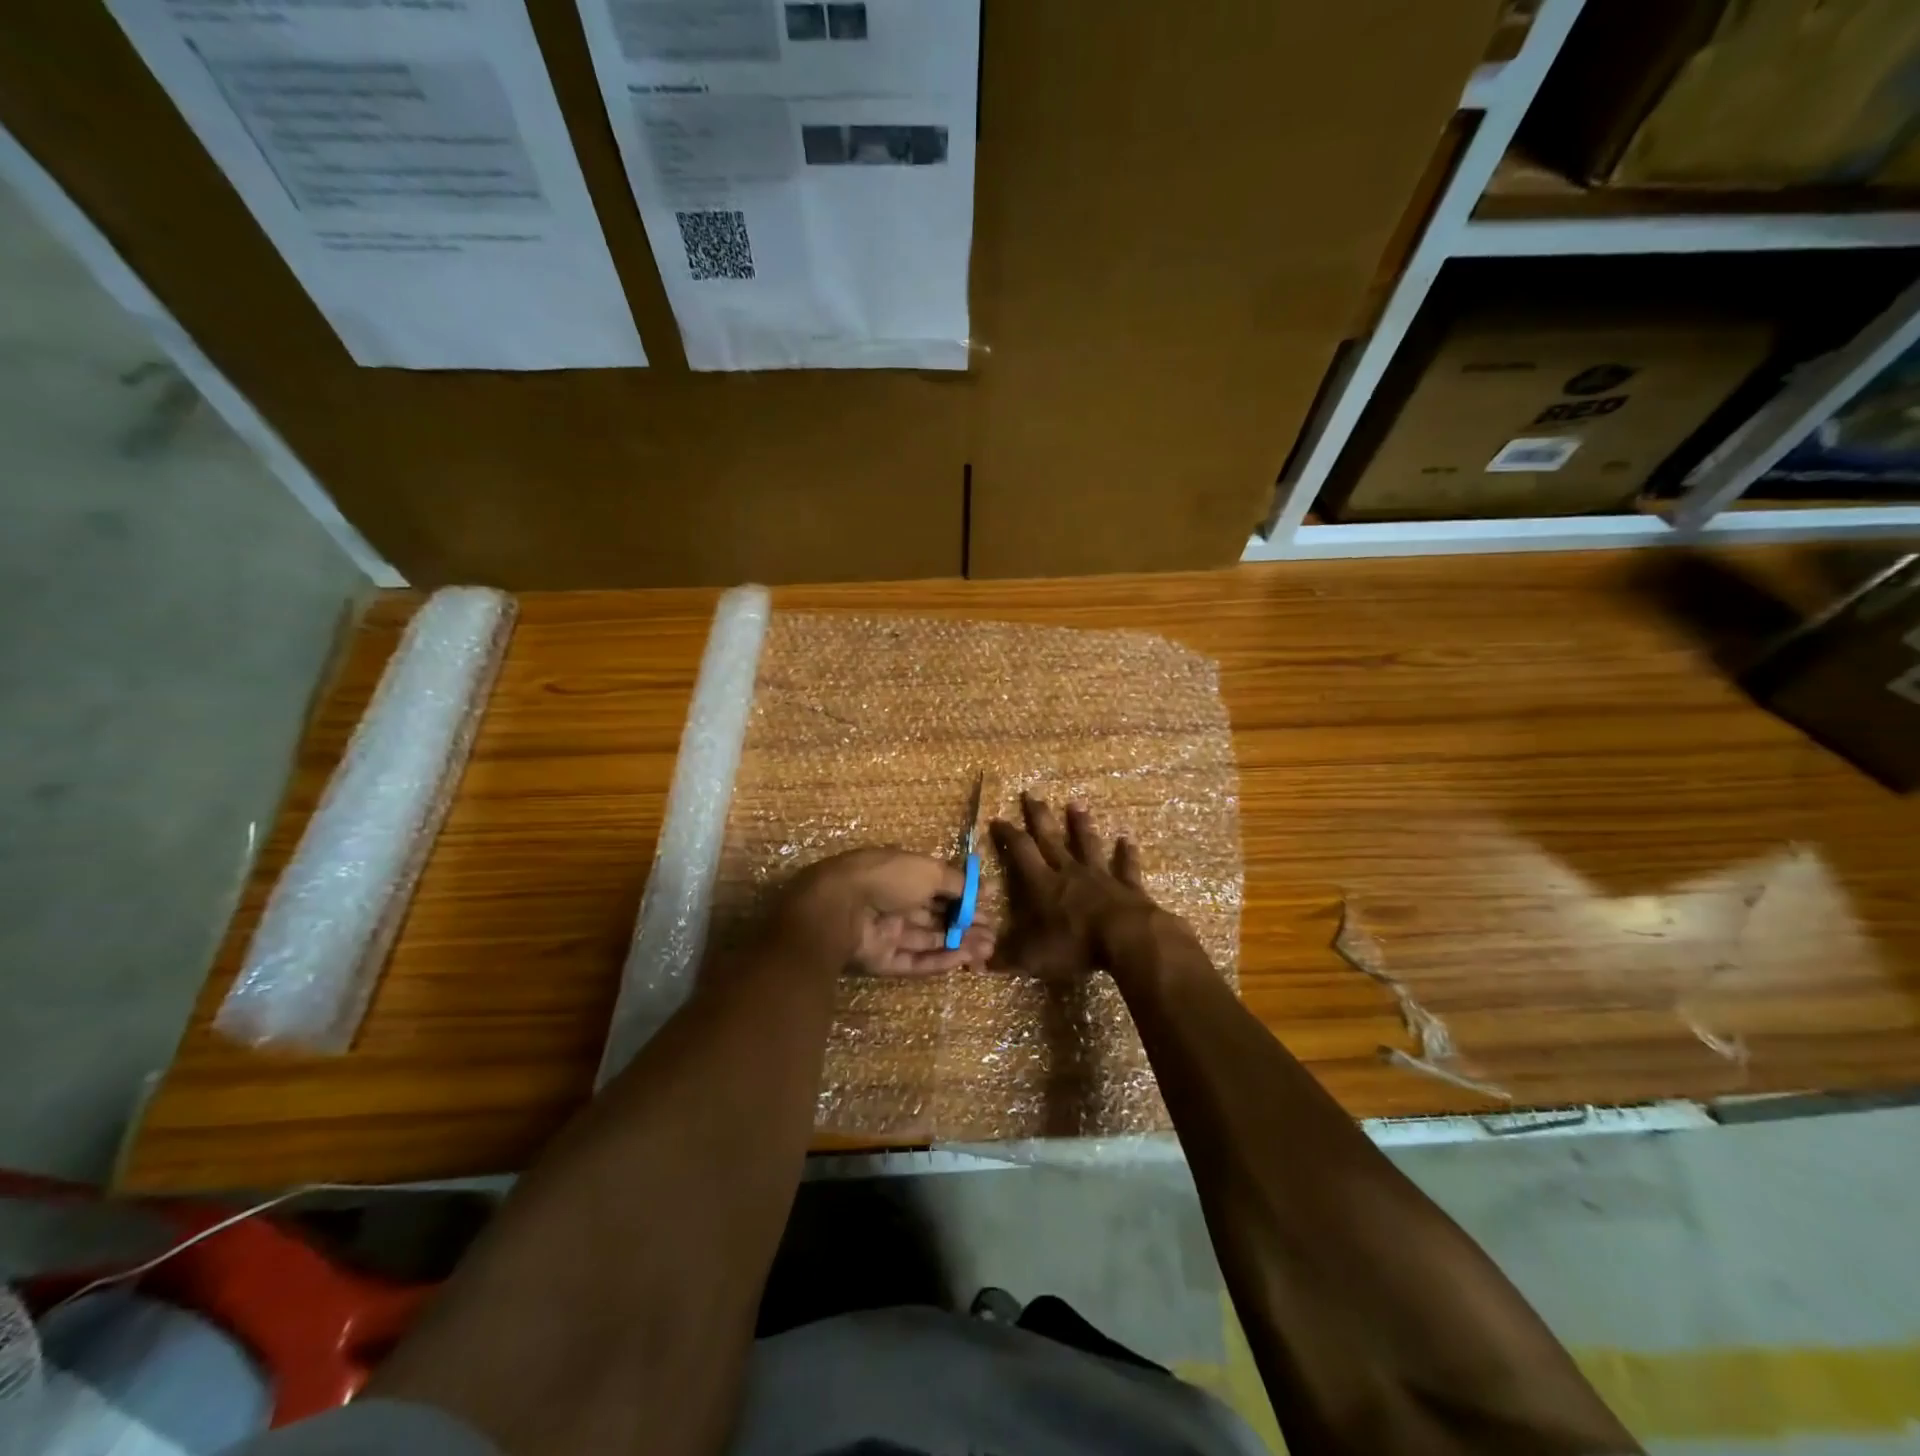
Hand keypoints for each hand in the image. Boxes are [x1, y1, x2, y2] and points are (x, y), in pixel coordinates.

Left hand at [775, 848, 994, 974]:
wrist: (839, 909)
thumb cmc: (887, 878)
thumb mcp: (929, 871)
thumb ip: (958, 882)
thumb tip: (986, 888)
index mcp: (902, 874)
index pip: (938, 887)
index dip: (964, 897)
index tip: (989, 907)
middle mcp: (894, 902)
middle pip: (935, 916)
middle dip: (965, 924)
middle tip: (994, 934)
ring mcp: (887, 932)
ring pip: (929, 940)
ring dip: (959, 943)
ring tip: (988, 949)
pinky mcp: (882, 960)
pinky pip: (915, 960)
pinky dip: (940, 960)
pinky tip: (965, 960)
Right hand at [990, 794, 1190, 979]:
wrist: (1127, 939)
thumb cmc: (1075, 944)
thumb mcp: (1032, 957)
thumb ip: (1005, 957)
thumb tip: (974, 962)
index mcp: (1043, 884)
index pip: (1021, 852)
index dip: (1008, 835)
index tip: (997, 819)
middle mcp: (1069, 872)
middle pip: (1051, 838)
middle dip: (1039, 816)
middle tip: (1031, 793)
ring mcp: (1101, 876)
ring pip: (1087, 844)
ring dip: (1081, 824)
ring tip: (1076, 804)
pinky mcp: (1127, 886)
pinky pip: (1126, 866)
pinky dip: (1126, 853)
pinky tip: (1128, 839)